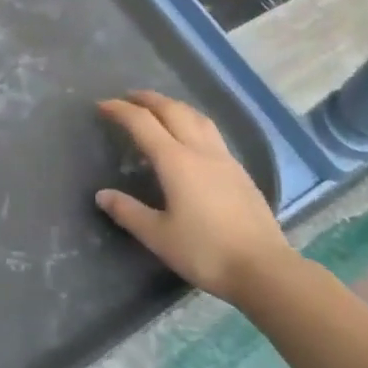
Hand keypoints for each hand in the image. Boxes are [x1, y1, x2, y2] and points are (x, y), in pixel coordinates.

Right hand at [95, 90, 292, 300]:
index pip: (142, 123)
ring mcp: (224, 159)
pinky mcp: (240, 172)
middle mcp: (199, 150)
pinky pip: (211, 132)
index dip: (120, 110)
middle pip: (172, 110)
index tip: (102, 105)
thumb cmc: (206, 252)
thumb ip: (129, 212)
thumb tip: (102, 195)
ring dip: (173, 106)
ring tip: (160, 109)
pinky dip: (192, 122)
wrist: (264, 269)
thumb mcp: (159, 236)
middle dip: (148, 99)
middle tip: (128, 98)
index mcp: (175, 161)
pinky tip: (192, 139)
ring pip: (196, 117)